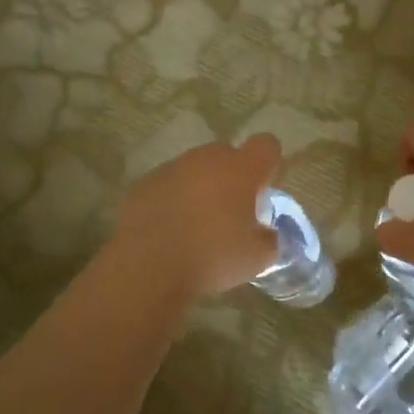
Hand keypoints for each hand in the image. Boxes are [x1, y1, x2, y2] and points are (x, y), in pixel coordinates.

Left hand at [110, 135, 282, 300]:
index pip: (266, 146)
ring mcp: (171, 169)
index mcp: (240, 170)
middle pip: (227, 154)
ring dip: (201, 188)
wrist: (149, 267)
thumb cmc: (213, 258)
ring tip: (197, 225)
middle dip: (233, 177)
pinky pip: (168, 185)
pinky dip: (173, 200)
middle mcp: (206, 159)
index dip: (269, 165)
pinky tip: (169, 230)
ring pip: (195, 169)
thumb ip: (269, 239)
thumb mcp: (258, 258)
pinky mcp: (144, 184)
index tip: (263, 192)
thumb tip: (265, 233)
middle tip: (231, 212)